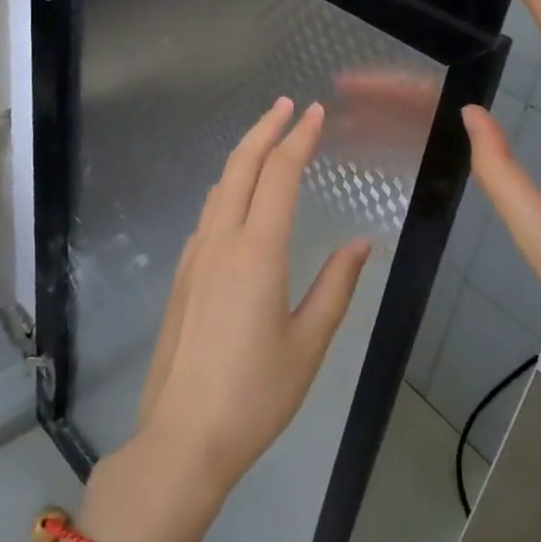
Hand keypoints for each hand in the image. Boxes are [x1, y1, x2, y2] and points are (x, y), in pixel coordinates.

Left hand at [133, 97, 371, 499]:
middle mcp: (222, 242)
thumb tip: (359, 243)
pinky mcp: (181, 275)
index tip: (315, 112)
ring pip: (219, 187)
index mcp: (258, 252)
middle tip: (287, 105)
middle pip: (242, 166)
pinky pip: (207, 215)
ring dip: (244, 155)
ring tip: (266, 140)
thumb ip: (336, 287)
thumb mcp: (309, 344)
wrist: (182, 436)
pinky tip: (237, 199)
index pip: (280, 174)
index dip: (299, 138)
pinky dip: (227, 189)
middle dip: (265, 129)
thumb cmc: (256, 395)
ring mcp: (194, 257)